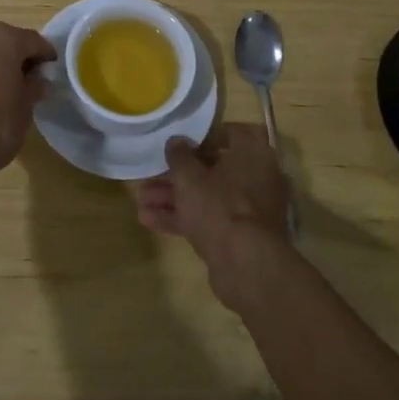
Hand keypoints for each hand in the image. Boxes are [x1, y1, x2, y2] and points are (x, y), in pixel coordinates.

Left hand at [0, 21, 56, 195]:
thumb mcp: (24, 109)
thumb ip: (33, 88)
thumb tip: (37, 82)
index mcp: (4, 38)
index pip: (33, 41)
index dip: (45, 56)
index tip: (51, 70)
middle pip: (6, 40)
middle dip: (18, 57)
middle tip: (29, 80)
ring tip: (5, 87)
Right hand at [132, 122, 292, 309]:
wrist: (246, 266)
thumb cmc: (220, 206)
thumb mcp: (190, 176)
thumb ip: (179, 155)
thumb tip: (176, 141)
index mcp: (253, 154)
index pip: (231, 133)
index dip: (203, 137)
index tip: (180, 144)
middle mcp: (257, 178)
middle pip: (213, 169)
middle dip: (178, 174)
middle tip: (151, 176)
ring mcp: (249, 210)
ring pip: (208, 196)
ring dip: (175, 197)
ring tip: (141, 200)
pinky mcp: (240, 236)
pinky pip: (210, 219)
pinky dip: (184, 218)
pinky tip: (149, 220)